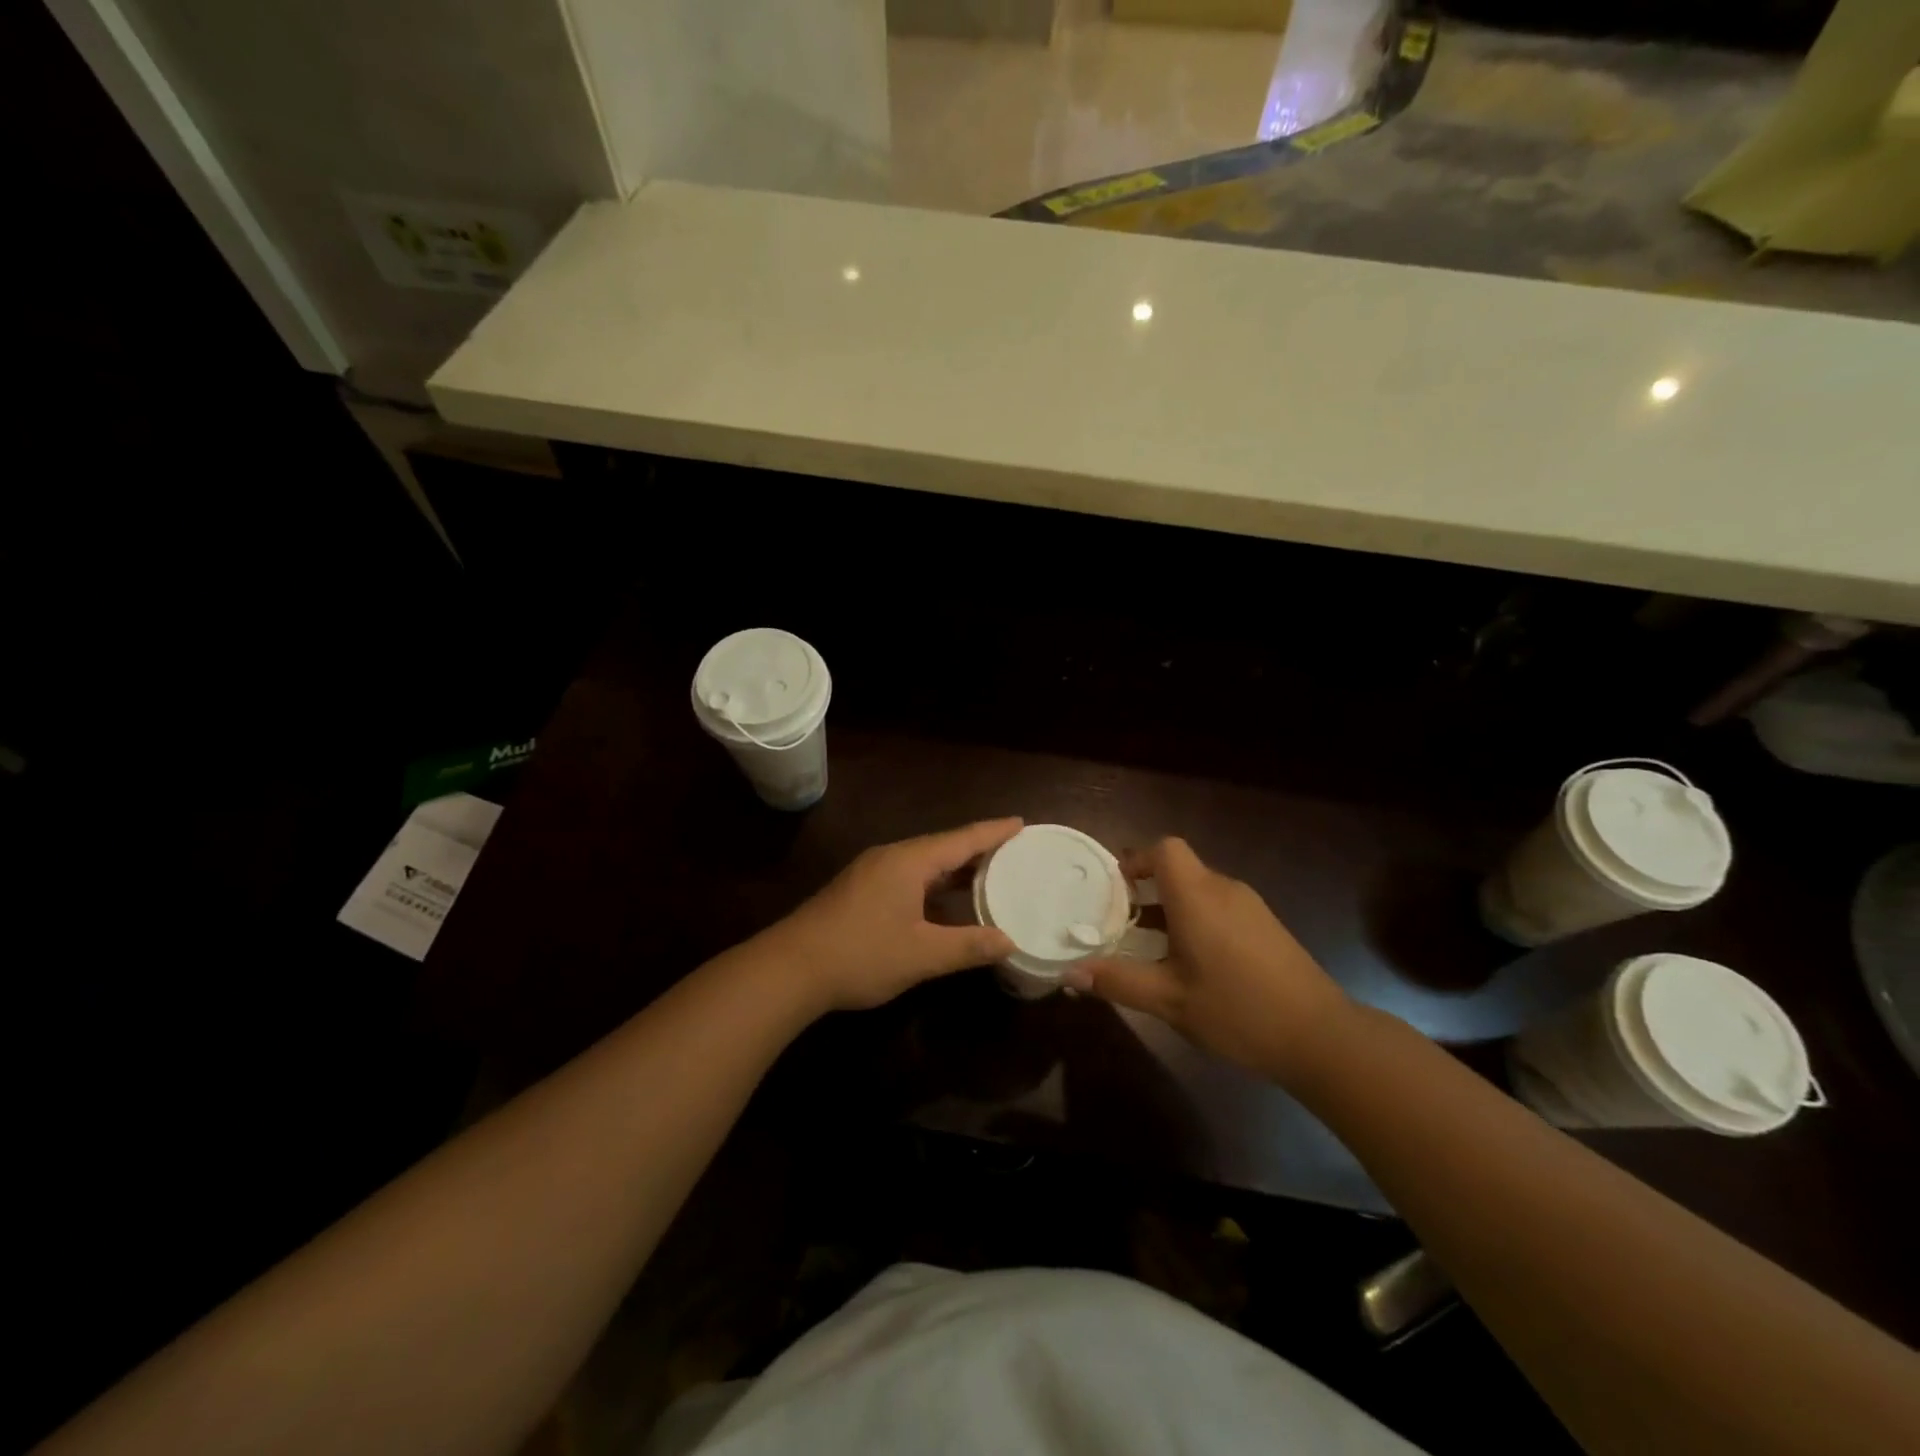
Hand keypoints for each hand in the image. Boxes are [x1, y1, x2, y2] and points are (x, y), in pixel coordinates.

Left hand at [758, 818, 1022, 1012]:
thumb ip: (968, 946)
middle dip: (978, 848)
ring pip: (923, 863)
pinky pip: (908, 877)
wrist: (790, 968)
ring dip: (954, 869)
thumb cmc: (861, 954)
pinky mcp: (859, 891)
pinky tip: (944, 902)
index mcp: (909, 861)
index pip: (962, 839)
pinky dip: (933, 883)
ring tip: (988, 874)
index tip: (1021, 822)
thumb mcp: (922, 954)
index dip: (994, 832)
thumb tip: (1010, 941)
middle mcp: (890, 857)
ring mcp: (871, 873)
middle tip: (1013, 851)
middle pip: (943, 846)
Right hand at [1064, 837, 1348, 1084]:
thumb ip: (1118, 981)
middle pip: (1179, 868)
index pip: (1164, 849)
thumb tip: (1069, 973)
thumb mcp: (1169, 1000)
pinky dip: (1196, 920)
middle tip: (1120, 922)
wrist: (1321, 1037)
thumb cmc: (1238, 1010)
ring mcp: (1251, 907)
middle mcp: (1224, 890)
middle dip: (1146, 889)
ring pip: (1200, 890)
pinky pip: (1220, 907)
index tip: (1114, 889)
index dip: (1136, 859)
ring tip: (1149, 947)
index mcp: (1198, 896)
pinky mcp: (1266, 927)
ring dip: (1171, 907)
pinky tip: (1192, 964)